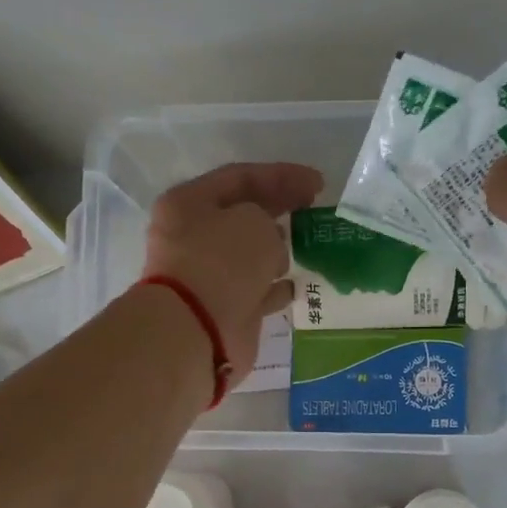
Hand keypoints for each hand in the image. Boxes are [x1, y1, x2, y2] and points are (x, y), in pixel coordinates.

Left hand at [141, 162, 323, 376]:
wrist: (197, 330)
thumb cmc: (222, 263)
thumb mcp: (254, 221)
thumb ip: (267, 218)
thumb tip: (268, 242)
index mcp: (188, 203)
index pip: (240, 178)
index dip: (282, 176)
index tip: (318, 184)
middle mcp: (192, 237)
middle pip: (243, 215)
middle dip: (279, 209)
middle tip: (314, 208)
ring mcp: (206, 276)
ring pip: (249, 255)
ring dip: (278, 250)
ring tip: (307, 245)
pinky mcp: (222, 309)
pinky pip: (255, 290)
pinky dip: (275, 287)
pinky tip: (297, 284)